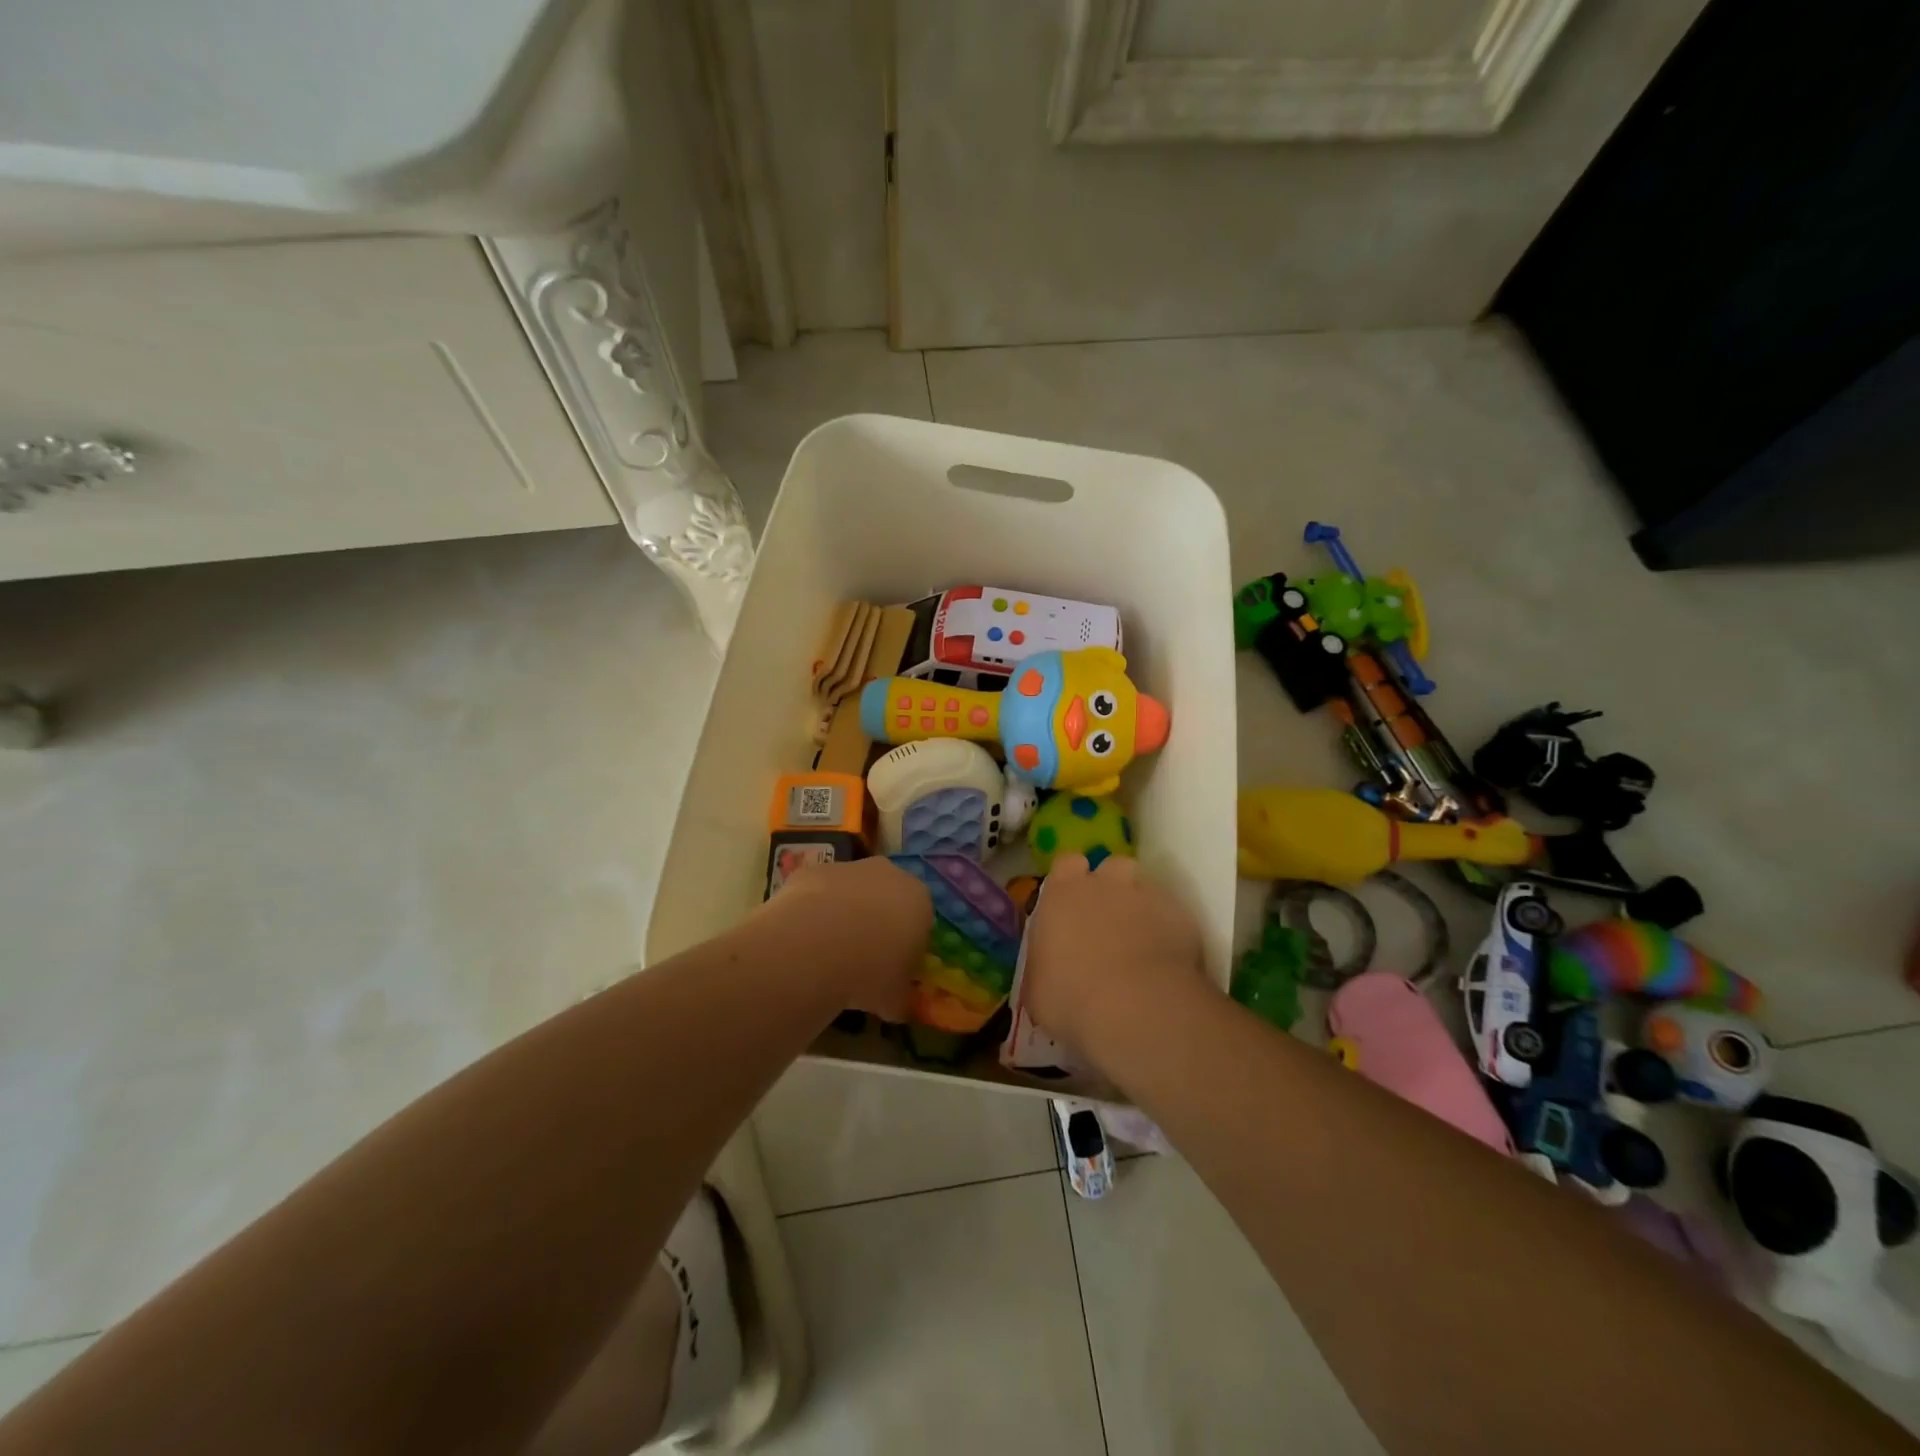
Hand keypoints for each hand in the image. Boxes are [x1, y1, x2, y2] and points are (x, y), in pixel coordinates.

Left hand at [756, 856, 931, 1018]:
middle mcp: (888, 874)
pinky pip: (818, 892)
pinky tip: (802, 939)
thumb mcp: (895, 998)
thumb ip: (899, 996)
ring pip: (851, 891)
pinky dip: (813, 911)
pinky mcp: (813, 870)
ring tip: (826, 952)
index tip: (892, 968)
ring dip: (843, 913)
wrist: (817, 945)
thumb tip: (895, 1003)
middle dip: (876, 921)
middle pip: (886, 897)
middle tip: (861, 958)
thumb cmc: (871, 972)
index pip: (920, 920)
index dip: (906, 944)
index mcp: (919, 900)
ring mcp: (849, 868)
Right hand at [1021, 853, 1206, 1057]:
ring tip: (1140, 937)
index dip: (1071, 879)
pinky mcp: (1181, 917)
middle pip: (1111, 866)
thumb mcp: (1038, 987)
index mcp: (1062, 893)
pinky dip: (1168, 930)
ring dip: (1141, 905)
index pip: (1066, 863)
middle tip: (1107, 920)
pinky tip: (1165, 959)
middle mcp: (1105, 884)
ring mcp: (1146, 896)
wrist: (1135, 1008)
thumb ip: (1044, 962)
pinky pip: (1173, 915)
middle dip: (1111, 886)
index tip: (1071, 903)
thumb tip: (1050, 966)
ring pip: (1145, 887)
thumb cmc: (1070, 998)